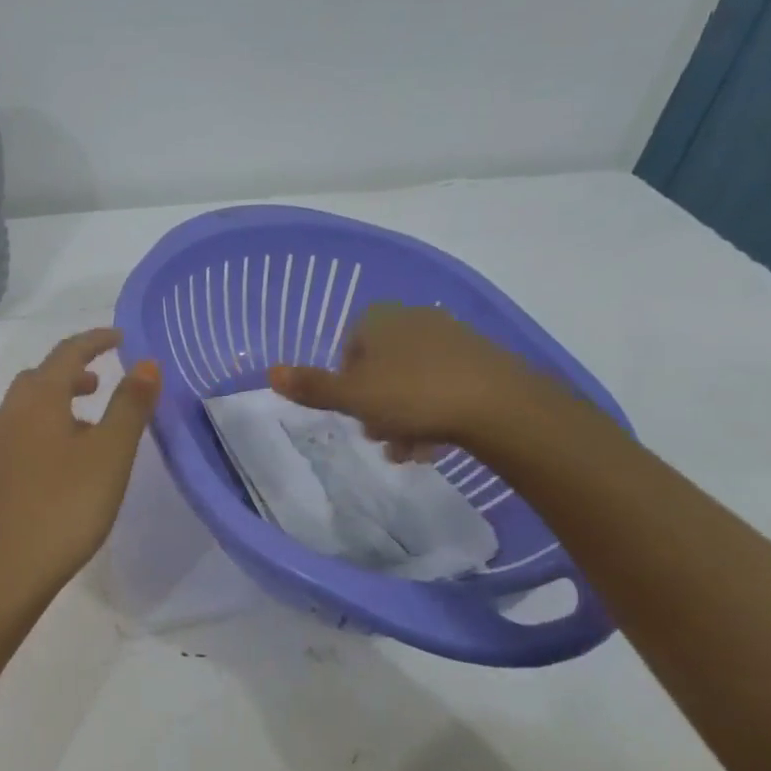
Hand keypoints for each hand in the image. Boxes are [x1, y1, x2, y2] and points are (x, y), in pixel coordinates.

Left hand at [0, 328, 160, 605]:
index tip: (121, 338)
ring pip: (32, 405)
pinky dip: (51, 424)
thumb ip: (130, 405)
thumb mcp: (110, 452)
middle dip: (74, 369)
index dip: (96, 340)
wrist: (6, 570)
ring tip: (94, 419)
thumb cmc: (65, 505)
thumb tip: (145, 363)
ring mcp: (0, 444)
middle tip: (104, 378)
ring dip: (62, 398)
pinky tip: (72, 458)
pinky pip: (26, 430)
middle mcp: (12, 413)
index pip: (67, 353)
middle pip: (42, 376)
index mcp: (38, 399)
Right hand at [269, 304, 544, 459]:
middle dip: (376, 406)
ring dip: (403, 416)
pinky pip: (443, 385)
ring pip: (412, 381)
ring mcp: (450, 337)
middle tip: (381, 437)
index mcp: (379, 321)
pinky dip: (434, 412)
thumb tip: (270, 373)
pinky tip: (438, 443)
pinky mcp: (481, 359)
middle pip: (381, 368)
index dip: (346, 384)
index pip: (349, 349)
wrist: (500, 405)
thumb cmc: (413, 396)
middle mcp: (413, 319)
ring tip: (411, 451)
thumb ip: (312, 387)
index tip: (353, 413)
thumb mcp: (353, 397)